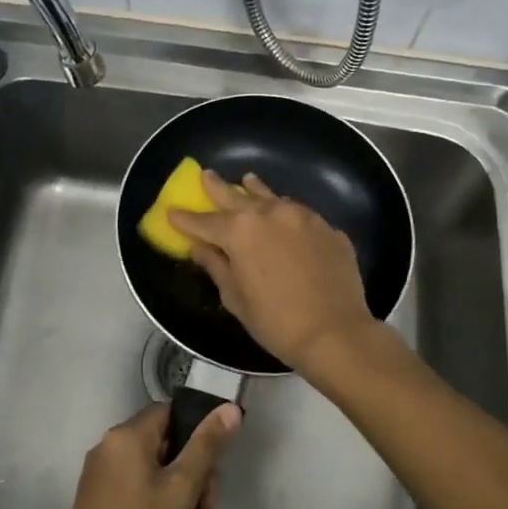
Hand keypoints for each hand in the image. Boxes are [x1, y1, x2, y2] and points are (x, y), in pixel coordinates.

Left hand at [49, 400, 241, 508]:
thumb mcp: (181, 492)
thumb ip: (207, 448)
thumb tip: (229, 408)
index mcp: (126, 438)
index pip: (171, 415)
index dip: (198, 439)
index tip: (211, 475)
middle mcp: (113, 454)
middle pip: (172, 458)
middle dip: (195, 497)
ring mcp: (106, 487)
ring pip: (163, 493)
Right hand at [168, 171, 377, 375]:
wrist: (335, 333)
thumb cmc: (275, 321)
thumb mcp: (236, 298)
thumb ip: (216, 266)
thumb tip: (200, 248)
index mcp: (240, 231)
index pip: (205, 221)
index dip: (186, 219)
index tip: (172, 212)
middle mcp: (270, 213)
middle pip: (236, 196)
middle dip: (217, 188)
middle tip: (206, 175)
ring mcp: (303, 217)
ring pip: (272, 197)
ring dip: (255, 191)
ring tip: (247, 180)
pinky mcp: (328, 228)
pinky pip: (299, 214)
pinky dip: (285, 213)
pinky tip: (284, 218)